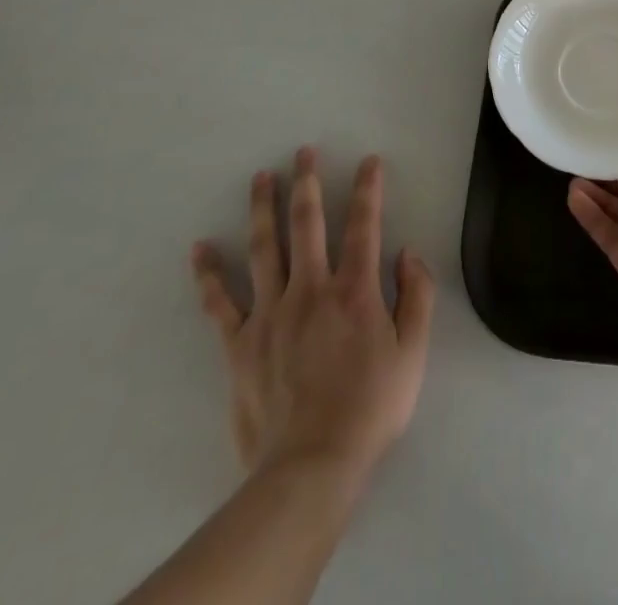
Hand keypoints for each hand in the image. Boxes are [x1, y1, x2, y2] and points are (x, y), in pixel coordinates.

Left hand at [191, 147, 435, 480]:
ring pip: (264, 249)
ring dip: (262, 208)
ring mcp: (270, 314)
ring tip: (261, 177)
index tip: (369, 160)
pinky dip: (208, 275)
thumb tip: (408, 253)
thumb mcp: (414, 353)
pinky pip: (220, 303)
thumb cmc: (370, 407)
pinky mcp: (240, 344)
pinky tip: (200, 248)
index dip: (368, 189)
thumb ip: (417, 296)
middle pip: (307, 224)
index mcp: (354, 290)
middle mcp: (311, 289)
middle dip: (307, 183)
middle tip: (304, 151)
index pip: (364, 225)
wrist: (312, 466)